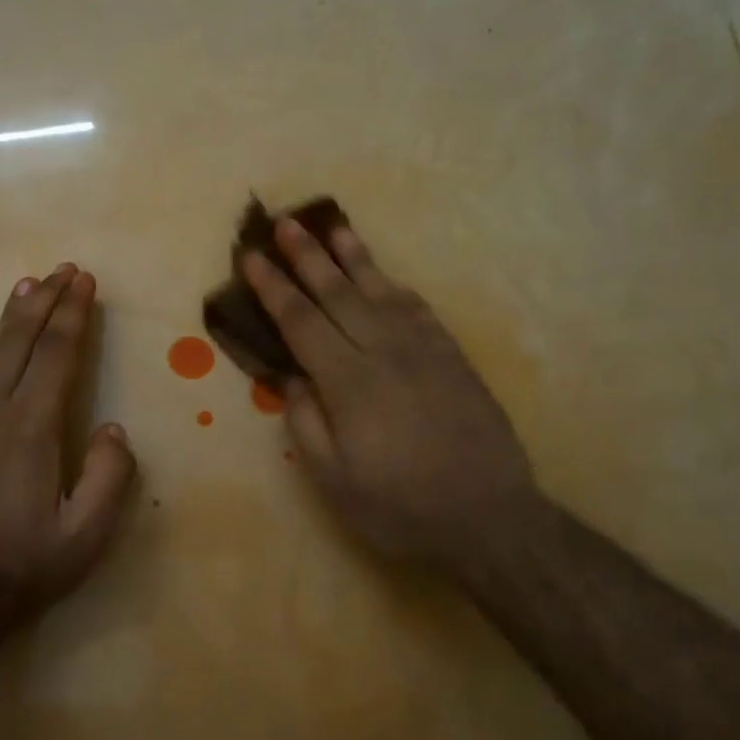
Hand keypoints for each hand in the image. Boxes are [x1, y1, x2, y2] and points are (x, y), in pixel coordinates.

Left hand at [0, 264, 136, 628]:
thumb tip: (112, 429)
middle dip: (47, 302)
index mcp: (33, 429)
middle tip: (64, 270)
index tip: (85, 282)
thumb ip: (109, 477)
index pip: (57, 355)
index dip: (74, 315)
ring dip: (11, 315)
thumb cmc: (26, 565)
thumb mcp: (87, 535)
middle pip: (23, 342)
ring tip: (29, 284)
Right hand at [243, 220, 538, 576]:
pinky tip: (385, 275)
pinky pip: (418, 308)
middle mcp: (385, 352)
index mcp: (349, 383)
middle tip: (284, 221)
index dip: (273, 288)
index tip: (251, 257)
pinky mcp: (453, 357)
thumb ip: (305, 422)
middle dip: (307, 255)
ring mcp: (424, 349)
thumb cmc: (400, 507)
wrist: (489, 517)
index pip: (301, 322)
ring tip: (332, 225)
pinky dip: (395, 285)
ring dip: (353, 255)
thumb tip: (292, 376)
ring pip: (381, 290)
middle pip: (338, 293)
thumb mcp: (334, 481)